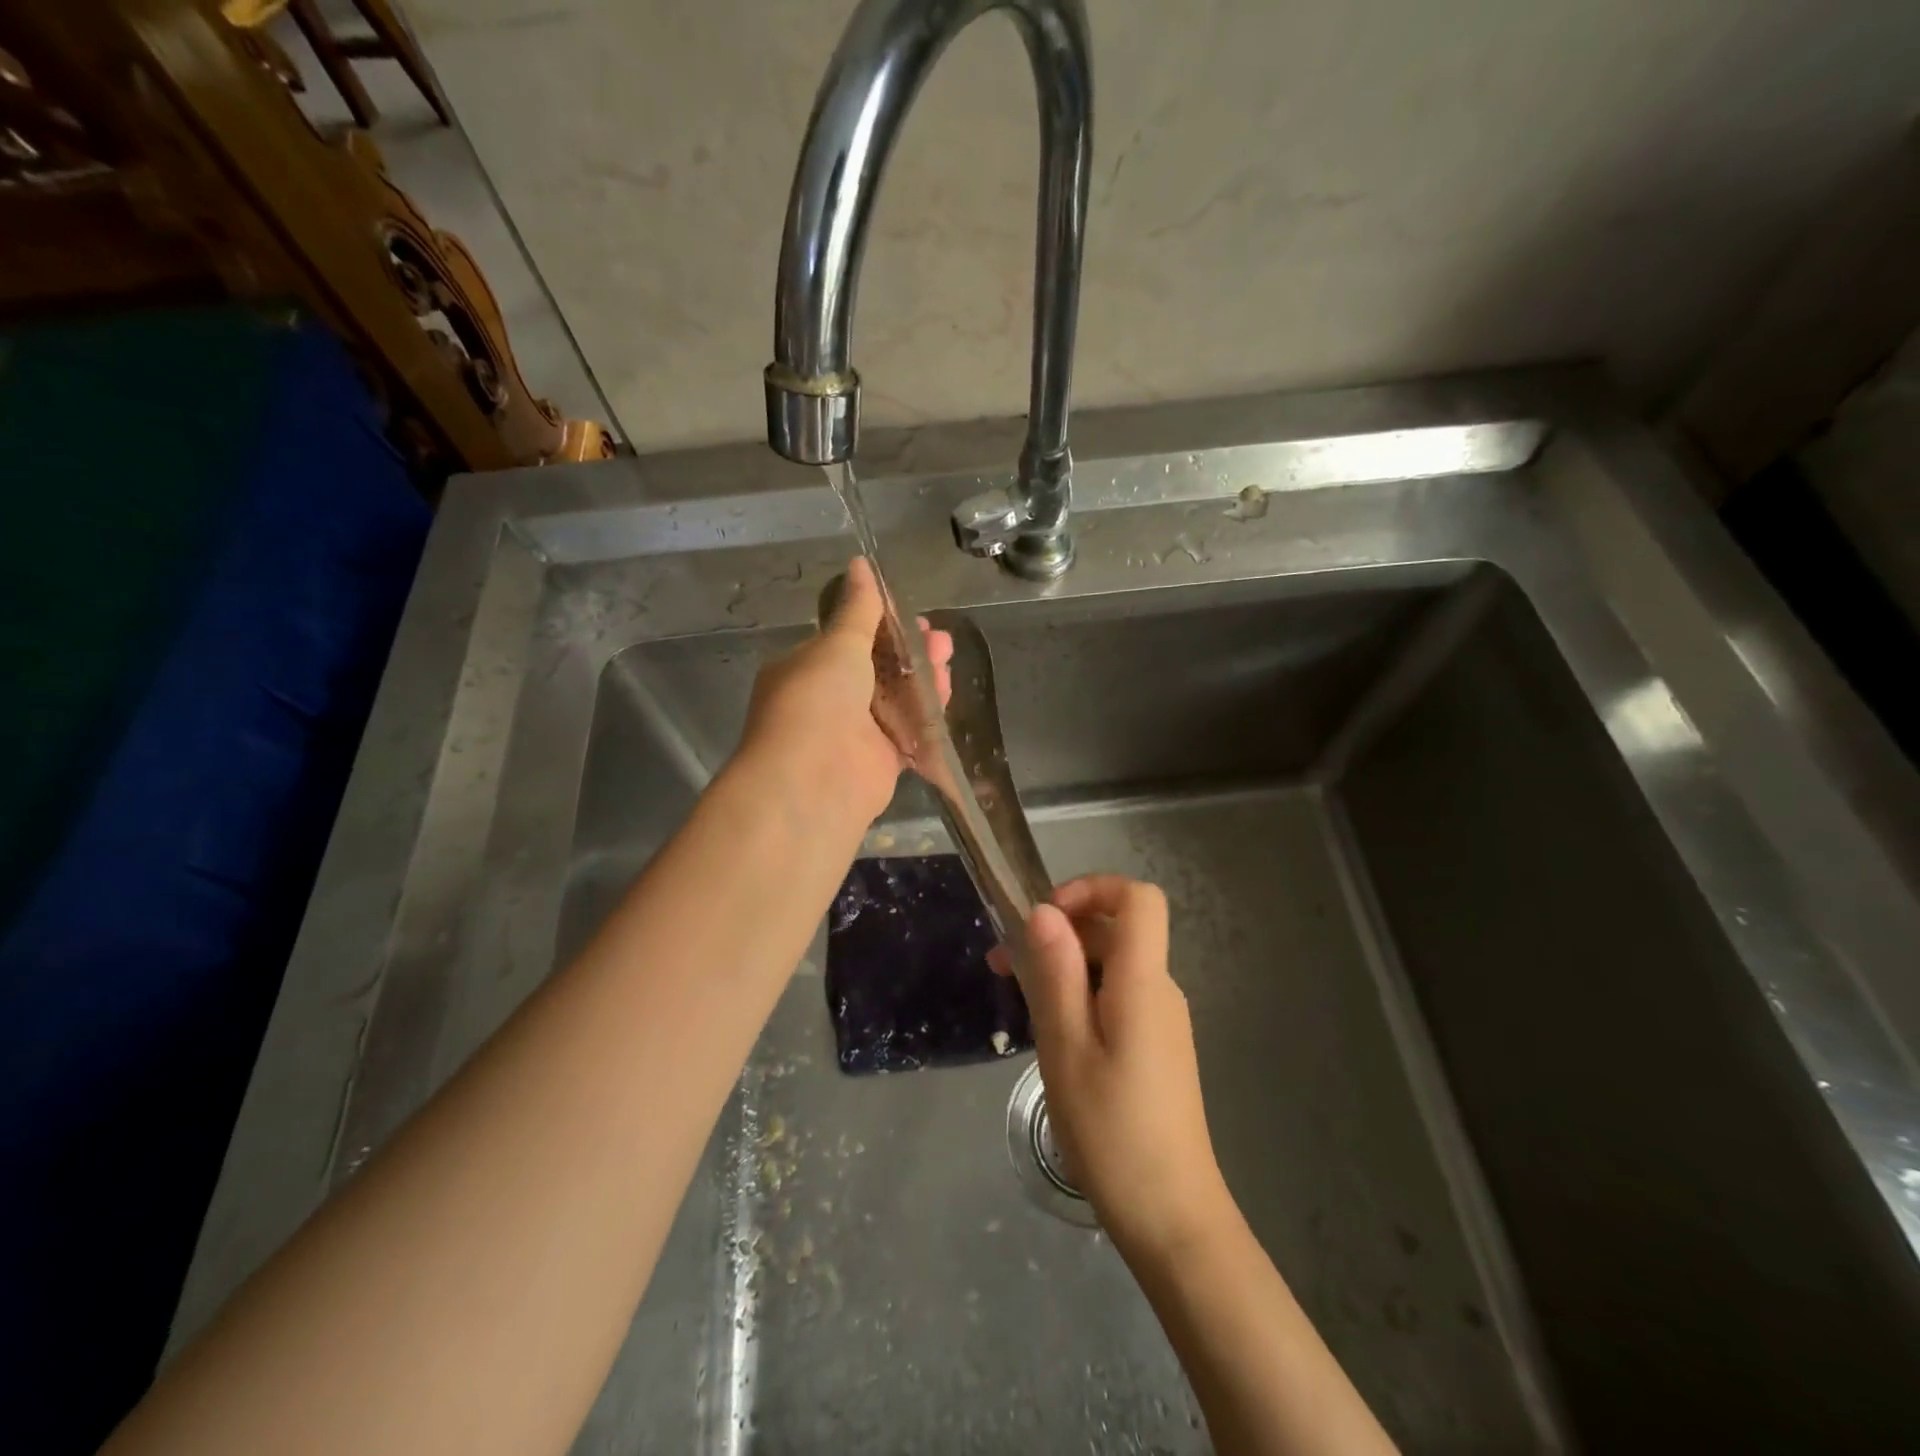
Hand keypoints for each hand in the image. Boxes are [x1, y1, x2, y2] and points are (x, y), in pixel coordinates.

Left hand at [738, 557, 953, 824]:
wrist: (815, 781)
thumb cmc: (818, 700)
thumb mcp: (838, 644)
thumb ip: (859, 609)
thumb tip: (860, 563)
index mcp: (806, 668)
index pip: (848, 639)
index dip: (882, 625)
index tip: (912, 615)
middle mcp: (828, 700)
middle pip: (878, 669)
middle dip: (910, 651)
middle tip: (940, 640)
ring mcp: (854, 733)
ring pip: (896, 699)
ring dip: (923, 678)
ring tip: (947, 661)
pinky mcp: (880, 761)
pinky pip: (908, 730)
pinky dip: (927, 712)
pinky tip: (946, 693)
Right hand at [1004, 876, 1235, 1258]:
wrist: (1171, 1217)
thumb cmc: (1112, 1131)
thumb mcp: (1066, 1048)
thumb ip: (1055, 974)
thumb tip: (1043, 911)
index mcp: (1143, 982)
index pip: (1138, 898)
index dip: (1092, 888)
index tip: (1045, 916)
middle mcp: (1159, 989)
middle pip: (1116, 930)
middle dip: (1058, 934)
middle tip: (1002, 967)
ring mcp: (1162, 1020)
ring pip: (1112, 966)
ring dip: (1063, 968)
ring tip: (1017, 1001)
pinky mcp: (1157, 1047)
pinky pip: (1117, 997)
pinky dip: (1081, 996)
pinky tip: (1051, 1033)